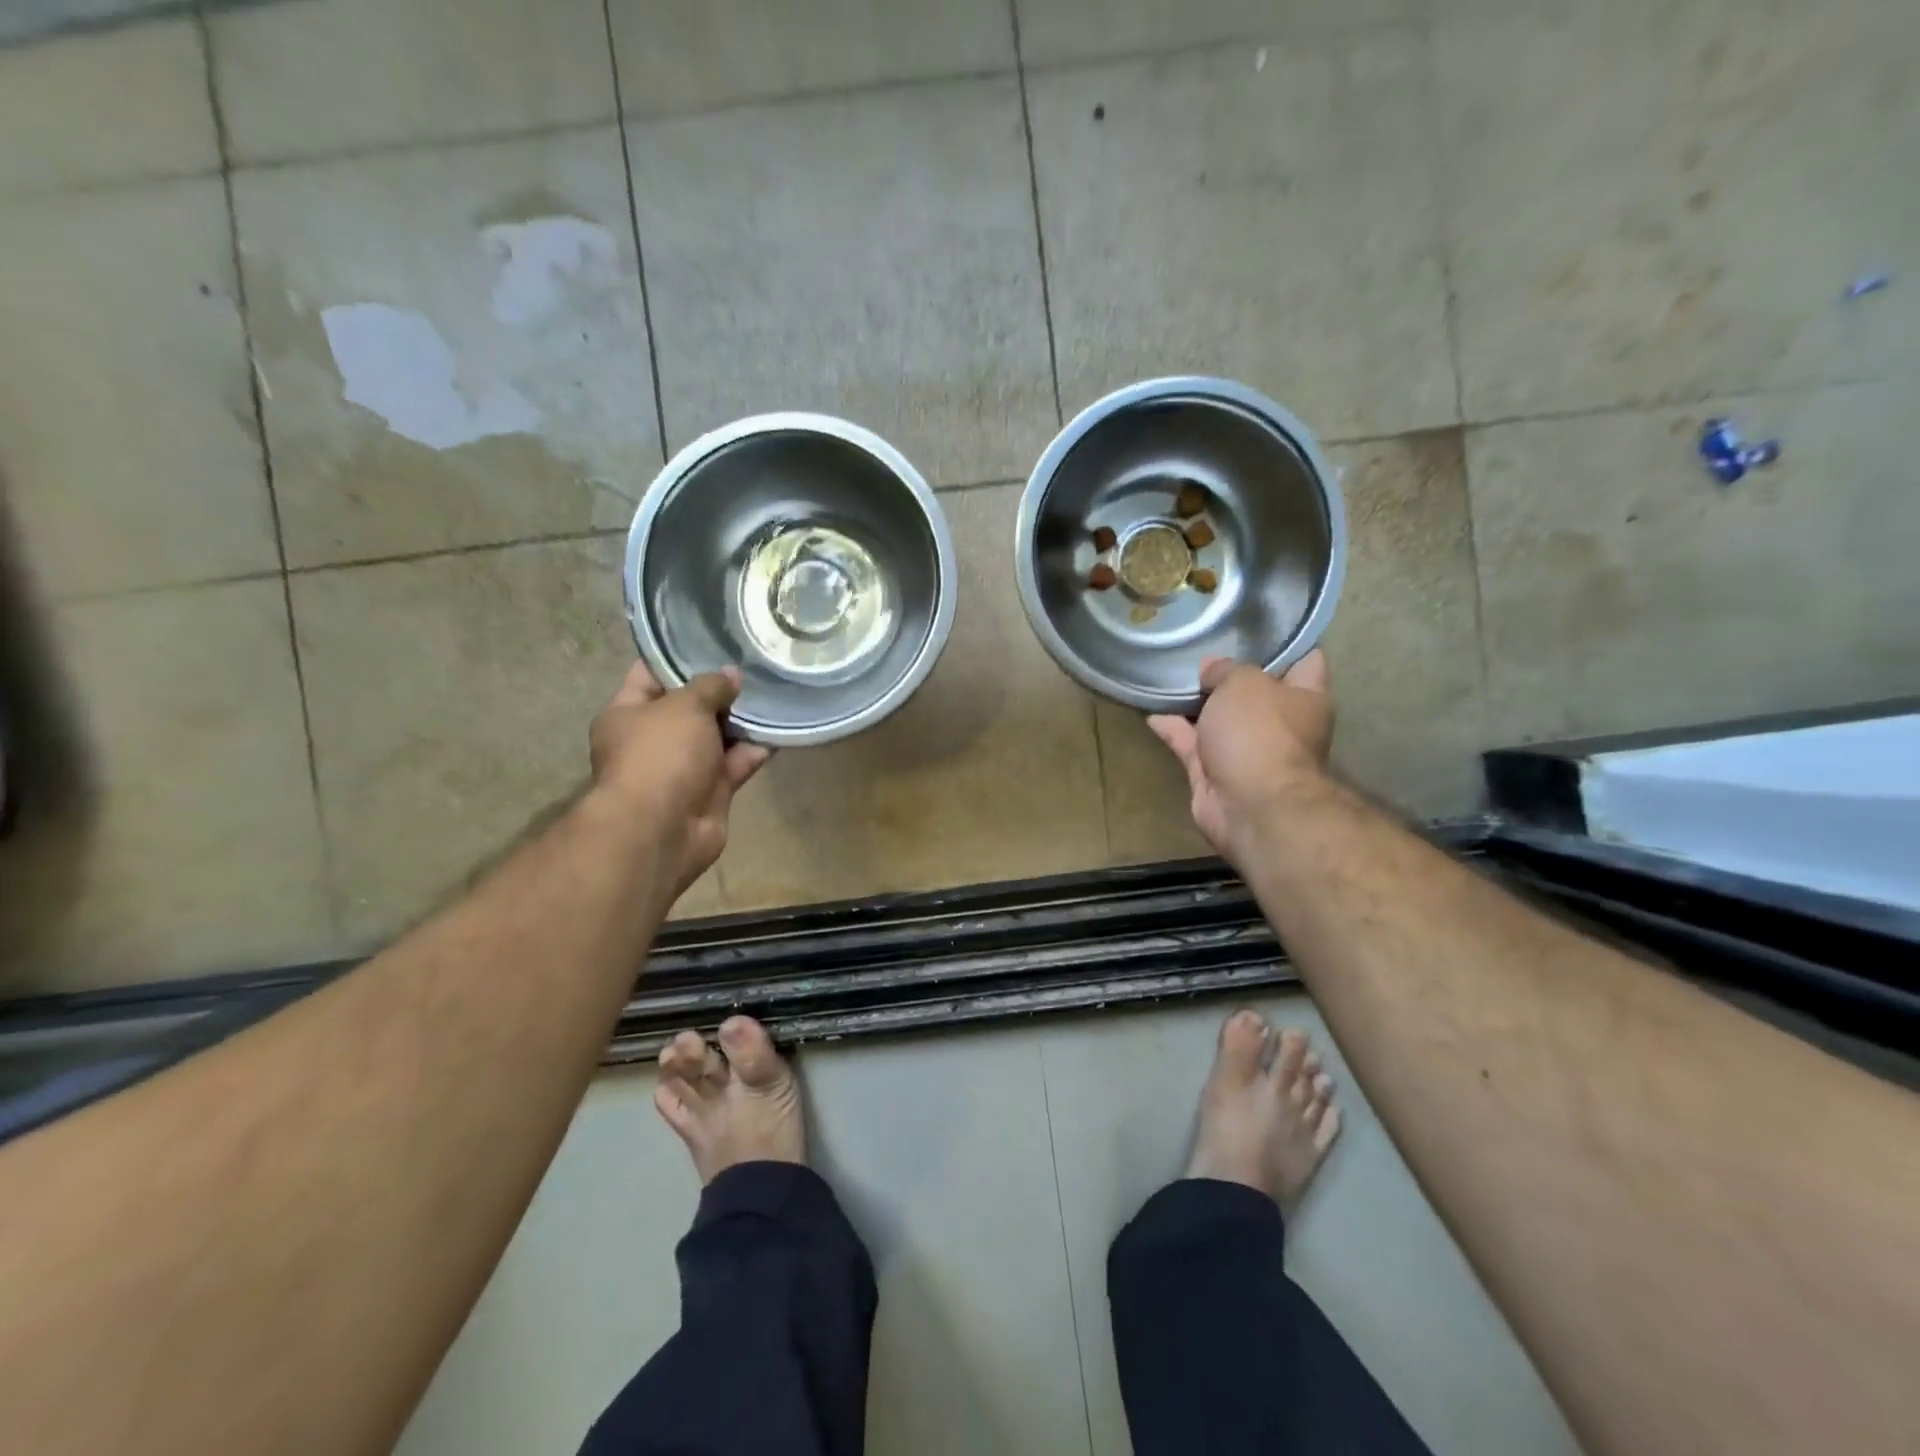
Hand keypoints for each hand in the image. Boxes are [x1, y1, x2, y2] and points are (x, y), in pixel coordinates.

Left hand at [587, 661, 770, 900]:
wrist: (663, 828)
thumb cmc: (660, 755)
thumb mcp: (684, 706)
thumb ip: (710, 686)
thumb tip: (731, 675)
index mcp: (627, 714)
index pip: (649, 675)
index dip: (677, 656)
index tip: (710, 638)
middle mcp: (652, 740)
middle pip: (689, 707)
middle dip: (719, 690)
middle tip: (753, 665)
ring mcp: (682, 768)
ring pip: (716, 737)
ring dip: (742, 721)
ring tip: (774, 691)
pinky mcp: (710, 791)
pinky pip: (736, 763)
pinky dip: (755, 750)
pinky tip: (781, 729)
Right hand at [1147, 651, 1333, 861]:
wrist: (1249, 804)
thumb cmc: (1260, 732)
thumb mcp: (1243, 683)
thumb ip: (1225, 670)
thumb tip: (1211, 671)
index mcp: (1306, 698)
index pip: (1306, 660)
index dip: (1286, 641)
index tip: (1257, 626)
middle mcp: (1280, 723)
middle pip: (1255, 690)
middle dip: (1230, 673)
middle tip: (1201, 647)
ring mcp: (1246, 750)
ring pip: (1218, 718)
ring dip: (1195, 702)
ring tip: (1169, 674)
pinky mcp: (1214, 773)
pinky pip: (1190, 743)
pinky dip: (1172, 729)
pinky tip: (1151, 710)